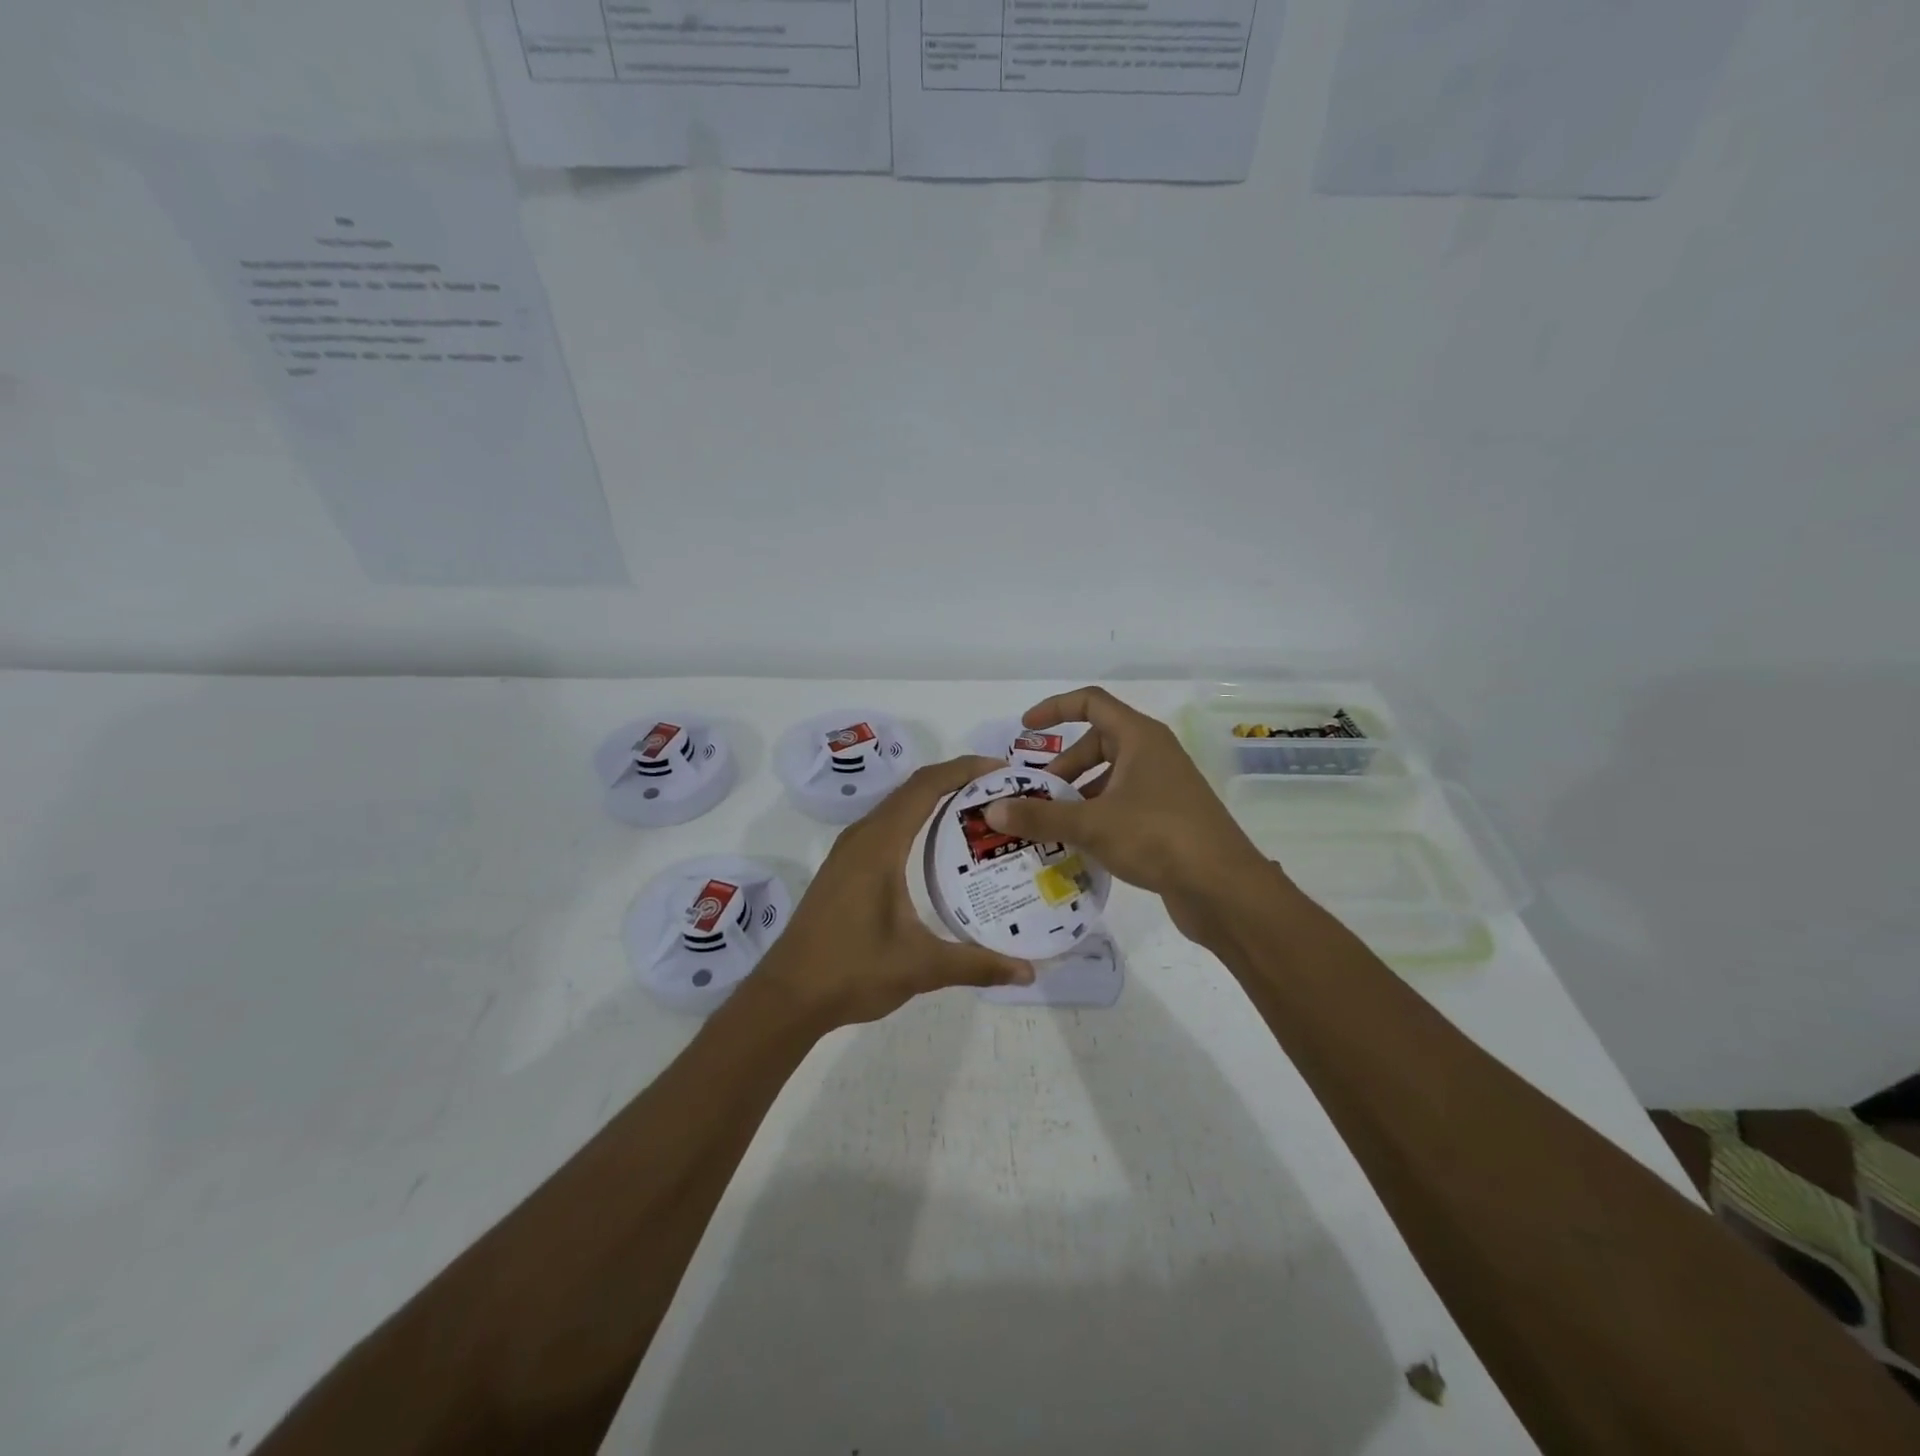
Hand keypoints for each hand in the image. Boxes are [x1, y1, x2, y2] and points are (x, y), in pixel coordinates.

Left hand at [764, 755, 1035, 1026]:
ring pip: (897, 808)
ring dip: (934, 800)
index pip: (925, 786)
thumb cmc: (851, 971)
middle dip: (956, 781)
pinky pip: (886, 827)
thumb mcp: (921, 967)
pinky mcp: (843, 868)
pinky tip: (938, 849)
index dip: (964, 769)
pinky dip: (916, 821)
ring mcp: (848, 852)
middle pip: (913, 789)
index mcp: (879, 844)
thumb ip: (976, 964)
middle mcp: (862, 837)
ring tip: (978, 813)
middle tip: (1001, 793)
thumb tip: (1028, 972)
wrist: (787, 996)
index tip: (1002, 769)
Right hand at [979, 687, 1274, 940]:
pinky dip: (1097, 814)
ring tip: (1050, 824)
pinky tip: (1079, 844)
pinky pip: (1122, 803)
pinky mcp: (1168, 817)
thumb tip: (993, 811)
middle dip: (1063, 766)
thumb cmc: (1158, 837)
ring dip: (1078, 794)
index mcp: (1139, 738)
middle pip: (1098, 743)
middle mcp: (1153, 754)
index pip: (1091, 703)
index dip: (1055, 709)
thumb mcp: (1092, 824)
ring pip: (1110, 777)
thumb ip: (1041, 817)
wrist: (1224, 888)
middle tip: (1036, 795)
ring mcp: (1164, 786)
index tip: (1025, 730)